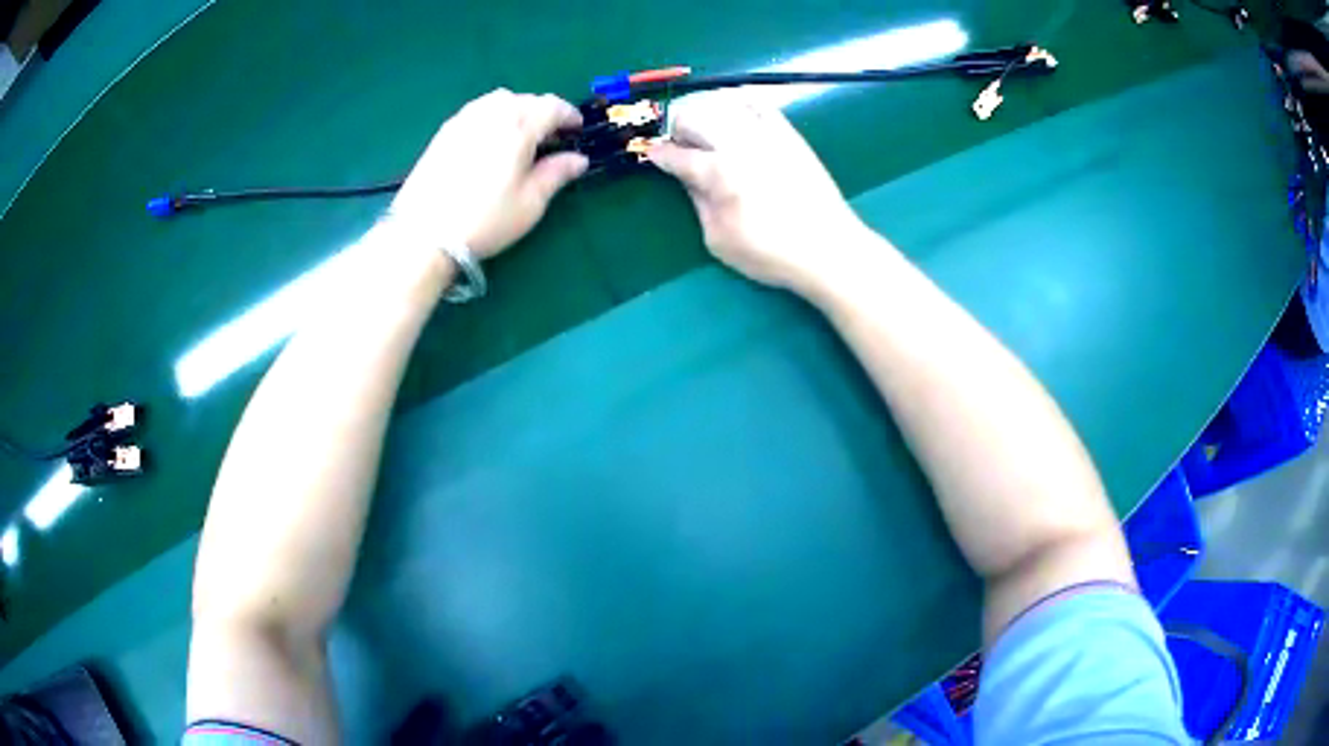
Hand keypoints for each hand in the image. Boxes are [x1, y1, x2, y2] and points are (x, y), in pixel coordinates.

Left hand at [391, 89, 587, 258]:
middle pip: (526, 100)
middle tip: (551, 137)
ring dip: (517, 110)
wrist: (424, 234)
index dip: (569, 116)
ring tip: (521, 135)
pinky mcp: (444, 132)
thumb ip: (557, 174)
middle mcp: (492, 113)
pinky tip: (491, 139)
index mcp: (519, 125)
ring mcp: (464, 119)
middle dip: (544, 113)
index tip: (577, 130)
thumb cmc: (485, 219)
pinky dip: (493, 116)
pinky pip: (477, 110)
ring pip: (499, 101)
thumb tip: (578, 159)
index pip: (552, 106)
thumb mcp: (530, 202)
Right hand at [649, 94, 871, 293]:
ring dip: (703, 111)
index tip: (652, 154)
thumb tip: (687, 178)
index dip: (658, 154)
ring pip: (721, 104)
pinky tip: (731, 110)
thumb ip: (698, 203)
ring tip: (701, 126)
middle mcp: (739, 144)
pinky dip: (739, 100)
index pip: (676, 155)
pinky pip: (759, 103)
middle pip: (694, 118)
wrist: (829, 248)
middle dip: (676, 128)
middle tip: (676, 142)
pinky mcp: (788, 134)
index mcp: (718, 174)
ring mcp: (766, 135)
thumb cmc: (771, 253)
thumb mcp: (719, 240)